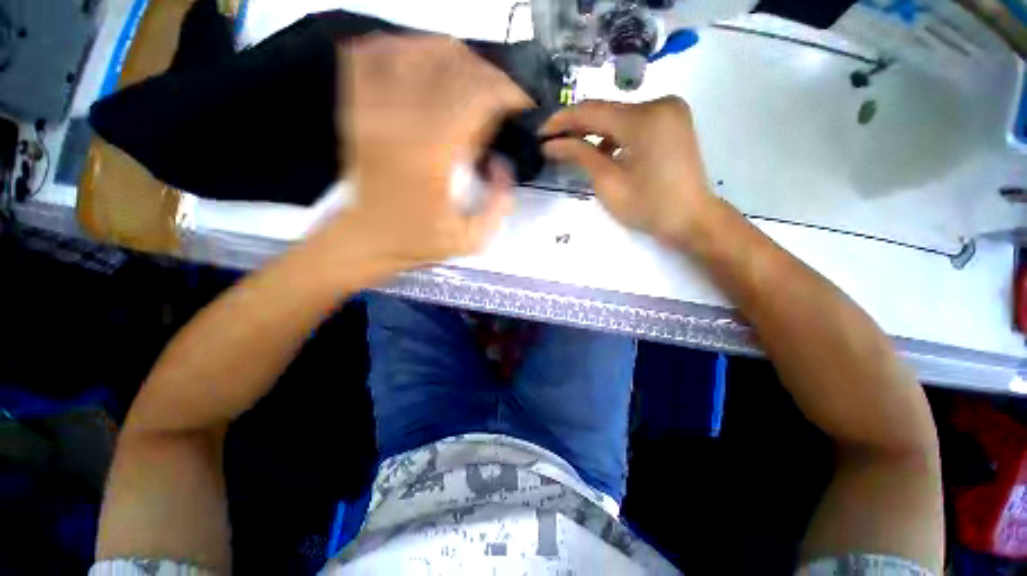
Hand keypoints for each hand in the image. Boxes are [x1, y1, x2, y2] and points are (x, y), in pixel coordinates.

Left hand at [335, 35, 530, 269]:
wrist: (366, 239)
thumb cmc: (419, 242)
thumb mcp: (472, 238)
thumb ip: (499, 202)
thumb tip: (503, 163)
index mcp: (433, 153)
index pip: (478, 94)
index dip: (508, 91)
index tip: (522, 105)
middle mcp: (403, 120)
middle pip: (454, 64)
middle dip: (489, 75)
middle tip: (501, 97)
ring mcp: (374, 107)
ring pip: (419, 50)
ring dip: (455, 58)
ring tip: (472, 80)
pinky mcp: (357, 106)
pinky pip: (374, 54)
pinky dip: (403, 48)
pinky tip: (424, 64)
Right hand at [541, 97, 721, 248]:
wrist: (692, 219)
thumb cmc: (648, 207)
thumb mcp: (608, 183)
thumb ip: (580, 156)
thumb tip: (550, 144)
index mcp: (644, 119)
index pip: (592, 111)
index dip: (562, 121)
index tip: (540, 133)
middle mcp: (659, 103)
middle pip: (606, 111)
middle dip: (577, 127)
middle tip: (552, 142)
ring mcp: (670, 110)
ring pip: (619, 116)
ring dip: (595, 132)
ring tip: (573, 149)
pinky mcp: (673, 120)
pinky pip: (635, 122)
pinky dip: (615, 135)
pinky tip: (604, 152)